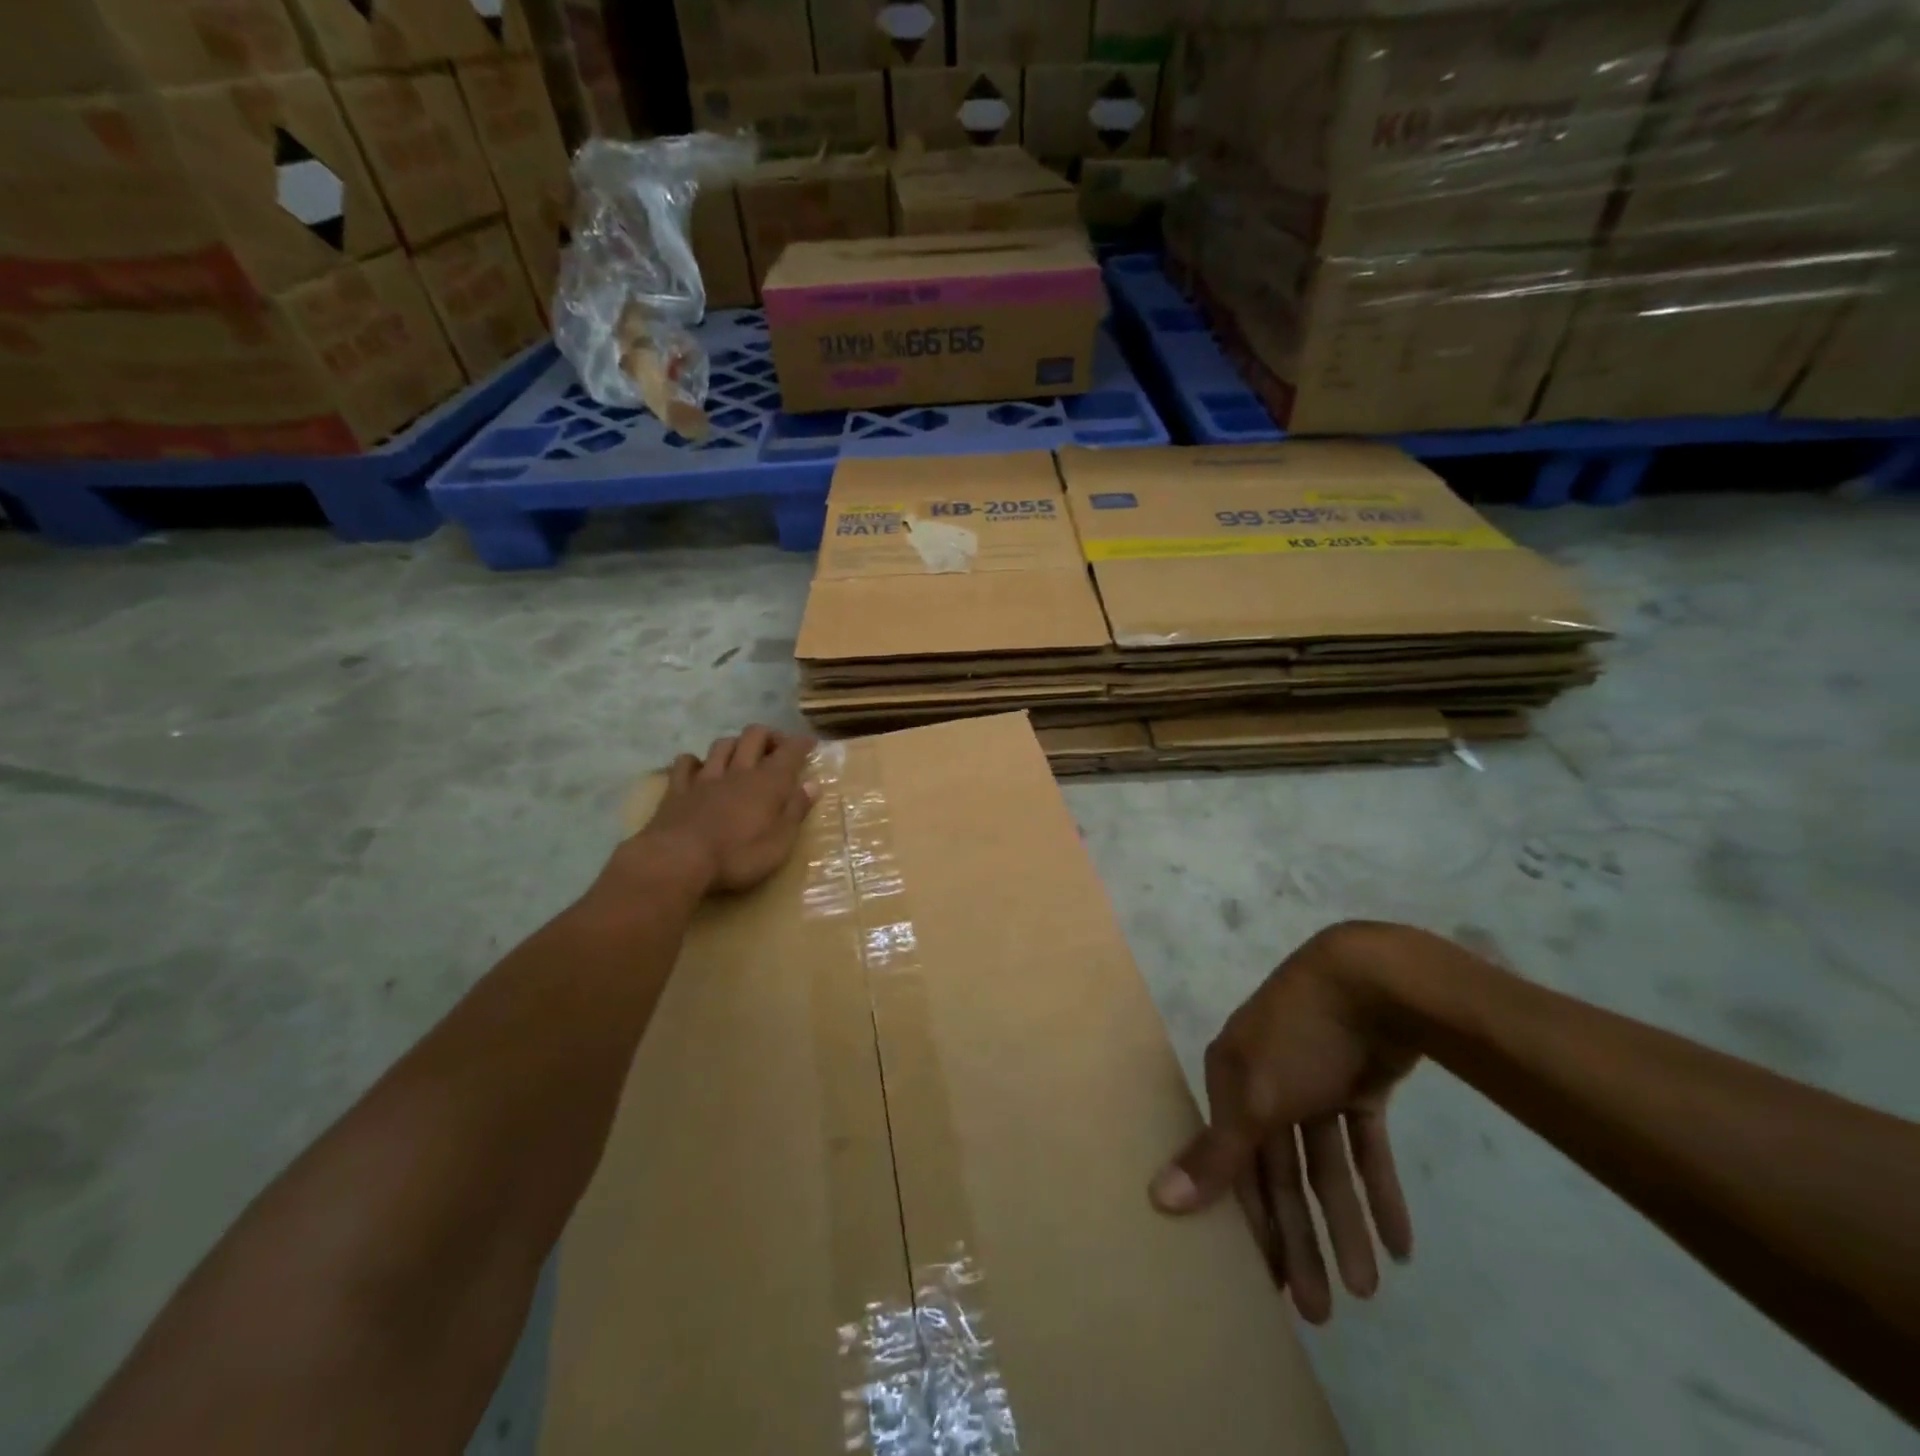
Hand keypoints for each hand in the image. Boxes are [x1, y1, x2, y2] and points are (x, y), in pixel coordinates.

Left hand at [632, 726, 817, 893]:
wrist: (679, 859)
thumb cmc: (738, 856)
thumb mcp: (780, 842)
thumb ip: (796, 811)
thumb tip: (812, 785)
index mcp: (768, 782)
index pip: (790, 751)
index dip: (801, 743)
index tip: (810, 743)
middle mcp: (739, 771)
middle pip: (754, 736)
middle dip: (768, 736)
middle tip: (776, 748)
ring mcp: (705, 777)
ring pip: (722, 745)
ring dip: (735, 744)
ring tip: (741, 756)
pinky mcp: (678, 789)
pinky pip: (685, 763)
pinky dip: (695, 762)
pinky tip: (699, 769)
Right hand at [1150, 921, 1421, 1323]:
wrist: (1371, 982)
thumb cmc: (1299, 1038)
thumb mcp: (1254, 1096)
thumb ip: (1215, 1153)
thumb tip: (1158, 1198)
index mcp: (1232, 1080)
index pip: (1237, 1163)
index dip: (1254, 1221)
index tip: (1273, 1284)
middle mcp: (1266, 1082)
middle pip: (1282, 1172)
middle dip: (1302, 1238)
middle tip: (1323, 1311)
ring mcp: (1314, 1083)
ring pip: (1327, 1164)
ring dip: (1346, 1223)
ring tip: (1369, 1289)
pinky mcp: (1357, 1084)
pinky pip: (1365, 1146)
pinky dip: (1379, 1189)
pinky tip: (1400, 1243)